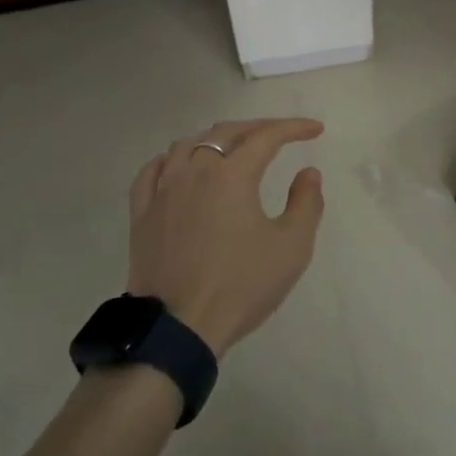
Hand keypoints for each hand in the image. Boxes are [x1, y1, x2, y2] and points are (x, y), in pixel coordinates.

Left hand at [126, 119, 325, 357]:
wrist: (179, 327)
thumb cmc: (241, 286)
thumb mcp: (291, 248)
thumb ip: (306, 204)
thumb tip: (308, 173)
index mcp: (231, 174)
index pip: (266, 137)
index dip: (293, 128)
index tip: (315, 130)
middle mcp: (194, 170)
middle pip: (226, 132)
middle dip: (257, 128)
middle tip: (280, 134)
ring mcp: (162, 189)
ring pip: (187, 145)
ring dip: (215, 139)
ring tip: (232, 149)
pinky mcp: (141, 212)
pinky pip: (154, 170)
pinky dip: (173, 160)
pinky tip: (180, 166)